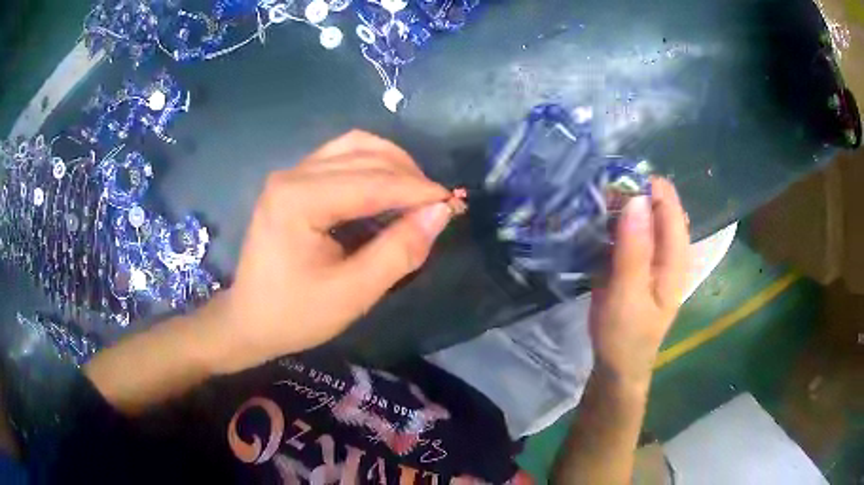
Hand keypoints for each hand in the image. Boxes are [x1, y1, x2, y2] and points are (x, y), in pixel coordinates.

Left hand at [204, 131, 453, 373]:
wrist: (249, 320)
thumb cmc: (295, 314)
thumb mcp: (353, 293)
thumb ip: (398, 251)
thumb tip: (440, 213)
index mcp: (299, 200)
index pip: (372, 182)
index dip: (418, 190)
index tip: (454, 203)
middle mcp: (292, 174)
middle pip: (364, 156)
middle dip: (409, 176)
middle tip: (439, 204)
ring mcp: (290, 174)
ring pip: (354, 147)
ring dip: (392, 164)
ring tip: (417, 192)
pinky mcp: (292, 181)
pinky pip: (340, 156)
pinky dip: (371, 165)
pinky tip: (387, 186)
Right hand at [588, 178, 689, 388]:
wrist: (617, 365)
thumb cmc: (626, 335)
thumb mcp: (628, 294)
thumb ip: (635, 248)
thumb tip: (635, 198)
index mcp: (676, 256)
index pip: (668, 205)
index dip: (645, 186)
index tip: (612, 180)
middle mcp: (668, 250)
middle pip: (655, 206)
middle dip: (629, 193)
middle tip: (596, 193)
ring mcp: (651, 255)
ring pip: (640, 216)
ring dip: (618, 206)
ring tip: (590, 202)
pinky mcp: (635, 261)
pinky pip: (627, 231)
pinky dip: (612, 221)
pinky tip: (592, 221)